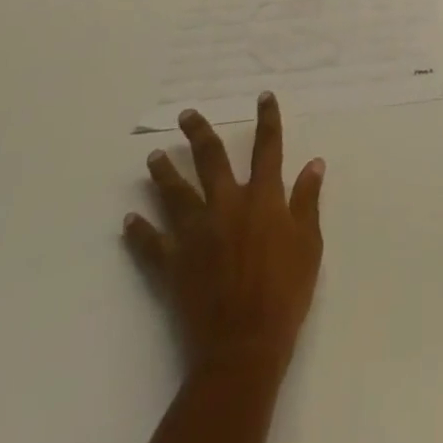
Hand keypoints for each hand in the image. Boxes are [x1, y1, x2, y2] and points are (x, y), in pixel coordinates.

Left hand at [124, 93, 325, 374]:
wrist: (243, 346)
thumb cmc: (285, 292)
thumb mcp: (309, 243)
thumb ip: (307, 201)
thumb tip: (314, 163)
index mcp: (262, 198)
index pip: (267, 148)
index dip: (267, 120)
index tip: (263, 96)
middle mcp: (226, 206)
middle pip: (210, 160)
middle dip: (199, 134)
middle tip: (185, 115)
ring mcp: (196, 234)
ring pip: (176, 194)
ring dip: (164, 174)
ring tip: (152, 157)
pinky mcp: (174, 265)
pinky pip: (151, 244)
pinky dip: (140, 231)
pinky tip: (129, 220)